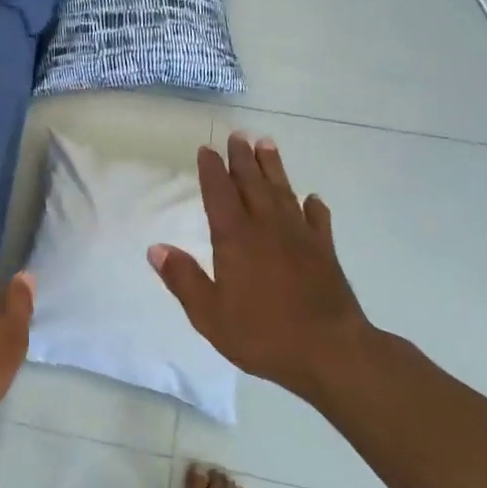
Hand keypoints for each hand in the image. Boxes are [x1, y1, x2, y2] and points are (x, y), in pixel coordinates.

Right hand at [148, 133, 378, 401]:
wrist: (331, 352)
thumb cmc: (263, 335)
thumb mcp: (210, 315)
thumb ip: (183, 279)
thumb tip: (156, 248)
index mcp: (236, 239)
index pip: (220, 195)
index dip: (212, 171)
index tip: (207, 150)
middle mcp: (267, 228)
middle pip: (252, 184)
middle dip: (243, 159)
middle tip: (238, 135)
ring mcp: (300, 237)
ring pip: (284, 192)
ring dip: (274, 168)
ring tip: (267, 144)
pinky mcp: (326, 252)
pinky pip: (318, 220)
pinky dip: (314, 206)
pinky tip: (312, 198)